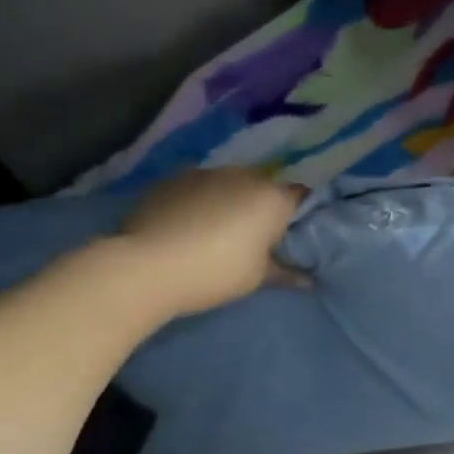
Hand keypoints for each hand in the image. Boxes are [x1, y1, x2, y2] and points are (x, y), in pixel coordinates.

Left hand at [118, 168, 307, 317]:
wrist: (144, 268)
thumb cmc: (215, 273)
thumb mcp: (257, 279)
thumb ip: (286, 273)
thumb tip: (309, 280)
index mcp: (274, 198)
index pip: (302, 197)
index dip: (297, 215)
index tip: (289, 235)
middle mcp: (246, 176)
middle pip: (264, 187)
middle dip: (262, 207)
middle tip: (252, 237)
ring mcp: (207, 173)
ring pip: (229, 184)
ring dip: (229, 201)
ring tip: (213, 231)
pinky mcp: (173, 179)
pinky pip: (198, 188)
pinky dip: (198, 201)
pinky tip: (185, 225)